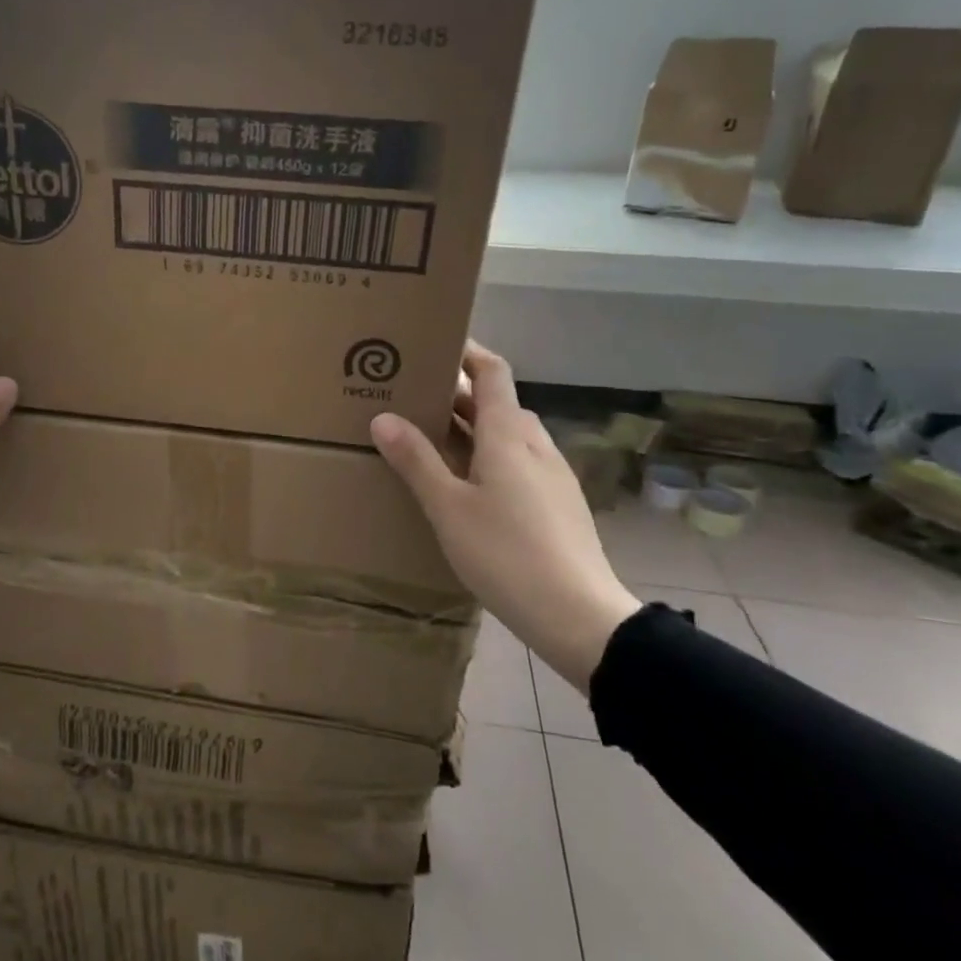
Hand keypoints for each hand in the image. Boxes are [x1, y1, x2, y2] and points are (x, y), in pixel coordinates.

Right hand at [370, 342, 638, 694]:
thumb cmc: (505, 553)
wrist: (578, 615)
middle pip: (498, 403)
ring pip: (510, 435)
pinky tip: (471, 487)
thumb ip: (416, 460)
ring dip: (475, 428)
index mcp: (508, 435)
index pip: (492, 372)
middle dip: (459, 396)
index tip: (434, 345)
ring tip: (436, 442)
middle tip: (416, 399)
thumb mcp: (448, 507)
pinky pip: (520, 462)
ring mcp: (554, 474)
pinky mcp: (560, 503)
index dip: (467, 352)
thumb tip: (383, 417)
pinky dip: (491, 457)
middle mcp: (535, 444)